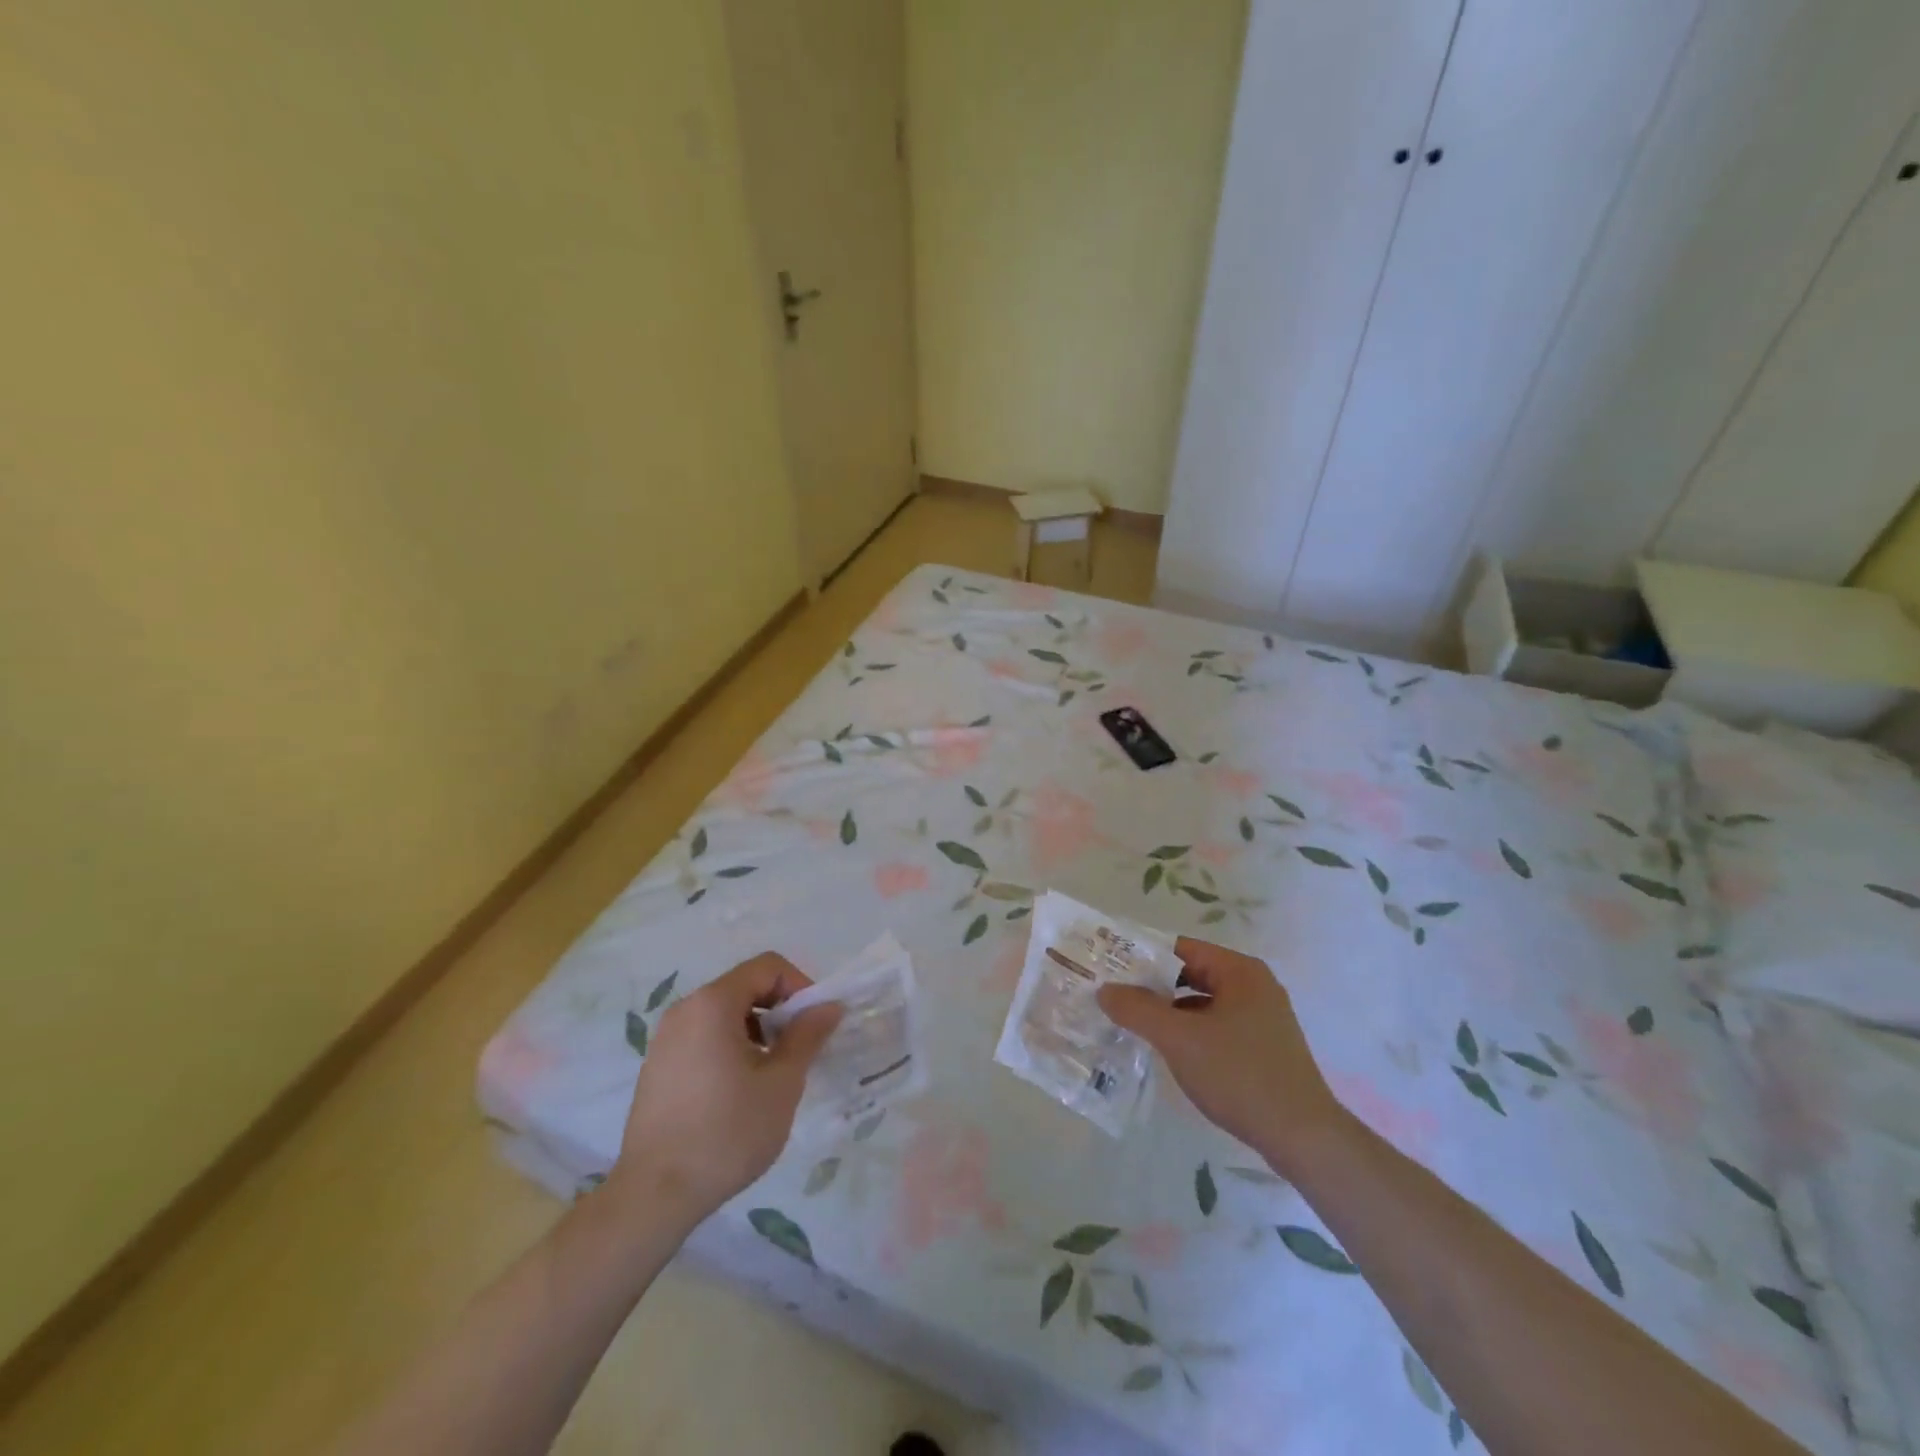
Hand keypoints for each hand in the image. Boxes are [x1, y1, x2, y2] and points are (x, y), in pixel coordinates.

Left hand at [608, 953, 841, 1223]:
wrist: (654, 1196)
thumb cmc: (726, 1132)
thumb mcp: (781, 1083)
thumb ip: (807, 1035)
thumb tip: (829, 1006)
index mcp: (713, 1003)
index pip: (768, 966)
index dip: (800, 986)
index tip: (814, 1024)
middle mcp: (685, 1010)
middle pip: (745, 986)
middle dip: (779, 1010)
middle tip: (799, 1050)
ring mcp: (666, 1038)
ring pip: (724, 1013)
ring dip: (757, 1030)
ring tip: (771, 1074)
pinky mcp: (657, 1066)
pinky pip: (704, 1036)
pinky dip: (730, 1046)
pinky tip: (738, 1091)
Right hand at [1097, 937, 1343, 1175]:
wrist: (1303, 1137)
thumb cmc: (1239, 1075)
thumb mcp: (1179, 1039)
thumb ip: (1138, 1010)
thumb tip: (1104, 990)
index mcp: (1239, 971)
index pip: (1180, 949)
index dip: (1142, 957)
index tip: (1110, 969)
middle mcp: (1254, 986)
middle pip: (1191, 974)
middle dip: (1153, 986)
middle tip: (1114, 997)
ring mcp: (1262, 1018)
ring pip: (1203, 1003)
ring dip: (1170, 1012)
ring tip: (1133, 1024)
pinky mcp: (1264, 1047)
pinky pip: (1217, 1026)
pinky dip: (1190, 1032)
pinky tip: (1169, 1051)